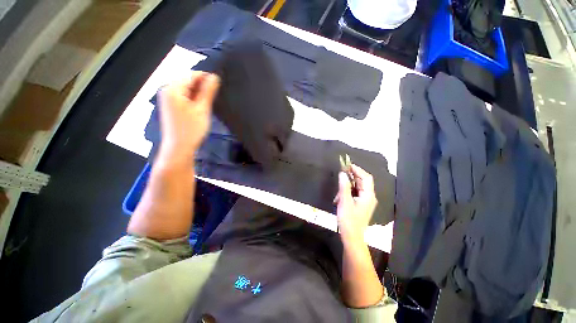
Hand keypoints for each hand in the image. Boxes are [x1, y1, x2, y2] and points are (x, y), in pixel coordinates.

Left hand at [158, 72, 219, 160]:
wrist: (179, 147)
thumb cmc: (192, 129)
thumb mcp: (202, 109)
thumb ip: (208, 91)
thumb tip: (215, 77)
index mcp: (173, 88)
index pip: (191, 75)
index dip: (206, 77)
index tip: (220, 83)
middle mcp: (167, 90)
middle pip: (187, 81)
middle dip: (202, 85)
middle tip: (216, 94)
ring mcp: (168, 98)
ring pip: (186, 89)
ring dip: (198, 92)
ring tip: (210, 100)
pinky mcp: (170, 105)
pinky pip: (183, 96)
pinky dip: (193, 98)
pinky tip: (201, 105)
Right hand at [335, 164, 377, 245]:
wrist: (351, 237)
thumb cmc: (349, 220)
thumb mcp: (344, 201)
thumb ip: (344, 186)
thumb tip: (342, 173)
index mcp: (368, 195)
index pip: (366, 177)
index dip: (357, 169)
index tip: (347, 165)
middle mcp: (369, 197)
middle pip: (362, 181)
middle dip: (350, 178)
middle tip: (340, 174)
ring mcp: (365, 201)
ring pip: (357, 188)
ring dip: (347, 187)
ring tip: (338, 194)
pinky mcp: (360, 204)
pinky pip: (354, 194)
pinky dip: (347, 193)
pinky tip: (339, 198)